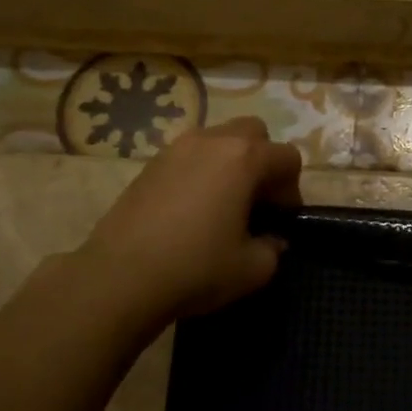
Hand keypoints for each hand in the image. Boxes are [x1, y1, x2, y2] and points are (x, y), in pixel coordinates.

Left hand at [73, 117, 301, 339]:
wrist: (120, 277)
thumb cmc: (196, 267)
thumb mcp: (253, 269)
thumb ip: (273, 248)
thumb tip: (272, 240)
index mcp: (244, 158)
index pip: (287, 157)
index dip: (292, 189)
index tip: (280, 220)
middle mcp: (211, 141)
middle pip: (253, 133)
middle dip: (263, 161)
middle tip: (256, 201)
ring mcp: (175, 149)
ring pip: (217, 140)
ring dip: (230, 164)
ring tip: (222, 204)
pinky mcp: (149, 165)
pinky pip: (188, 157)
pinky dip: (200, 173)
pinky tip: (191, 210)